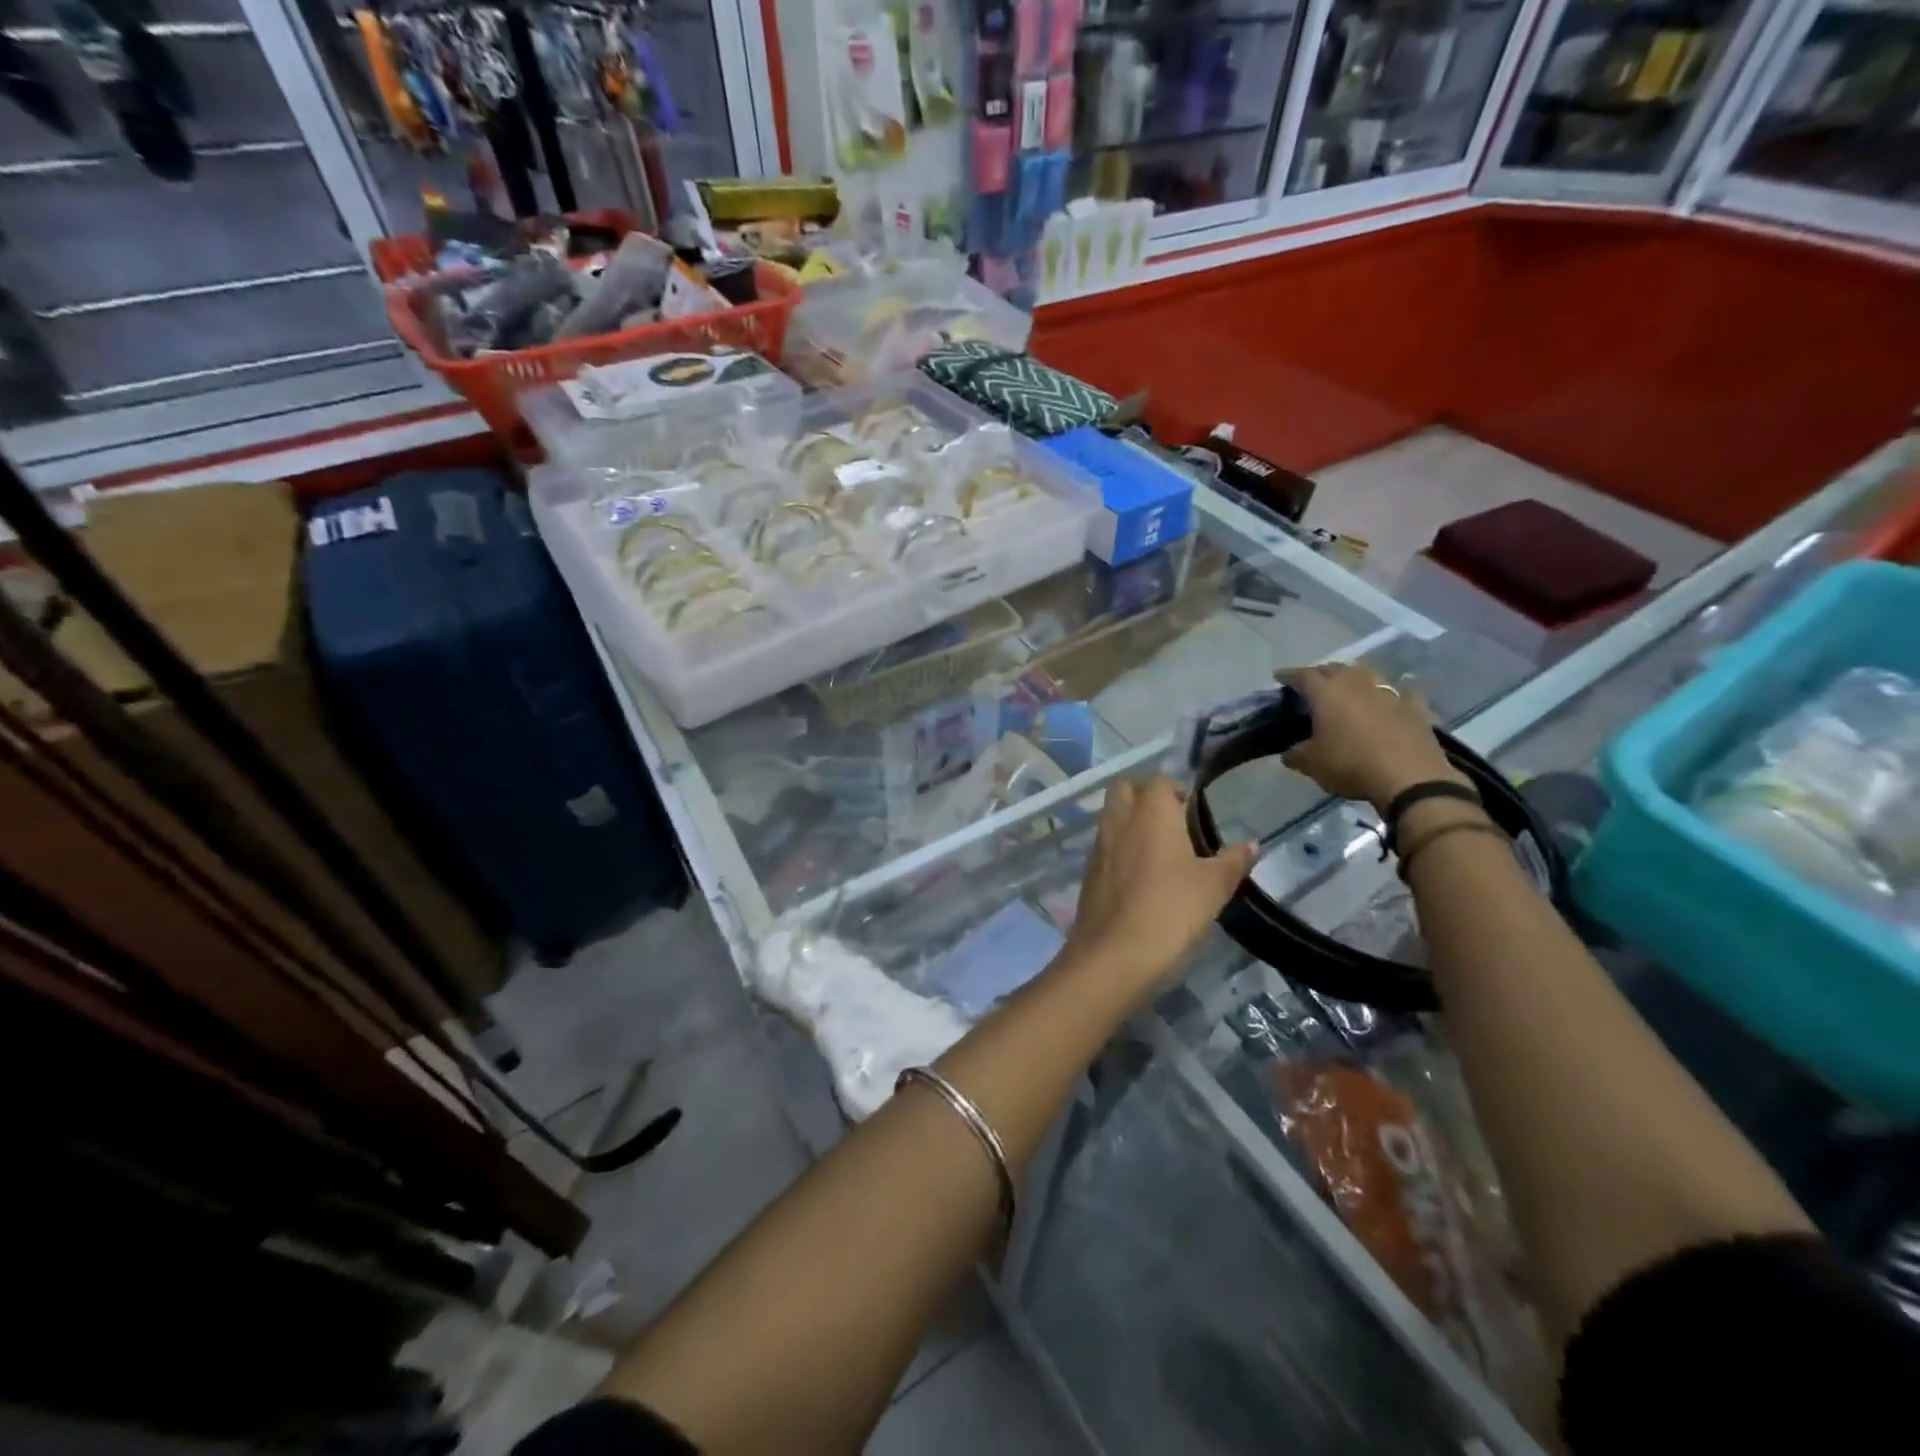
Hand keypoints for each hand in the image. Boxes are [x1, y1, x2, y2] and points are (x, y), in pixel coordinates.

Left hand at [1064, 777, 1255, 991]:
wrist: (1114, 953)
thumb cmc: (1171, 910)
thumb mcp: (1214, 886)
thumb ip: (1233, 860)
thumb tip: (1252, 843)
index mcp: (1150, 811)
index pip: (1160, 781)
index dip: (1178, 793)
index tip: (1195, 818)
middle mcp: (1119, 818)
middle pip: (1126, 788)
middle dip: (1145, 796)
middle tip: (1173, 825)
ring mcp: (1099, 844)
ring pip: (1112, 815)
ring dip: (1131, 823)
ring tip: (1160, 853)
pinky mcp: (1088, 870)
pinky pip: (1105, 845)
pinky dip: (1119, 849)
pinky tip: (1140, 877)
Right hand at [1278, 663, 1466, 812]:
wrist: (1410, 778)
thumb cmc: (1351, 765)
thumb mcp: (1311, 764)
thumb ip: (1295, 754)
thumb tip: (1289, 753)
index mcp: (1327, 693)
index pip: (1302, 675)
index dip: (1288, 675)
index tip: (1279, 677)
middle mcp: (1356, 684)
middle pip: (1335, 668)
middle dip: (1321, 673)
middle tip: (1312, 684)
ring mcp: (1389, 693)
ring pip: (1367, 674)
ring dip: (1354, 677)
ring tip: (1348, 687)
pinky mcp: (1414, 707)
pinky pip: (1403, 693)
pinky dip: (1395, 693)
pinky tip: (1393, 699)